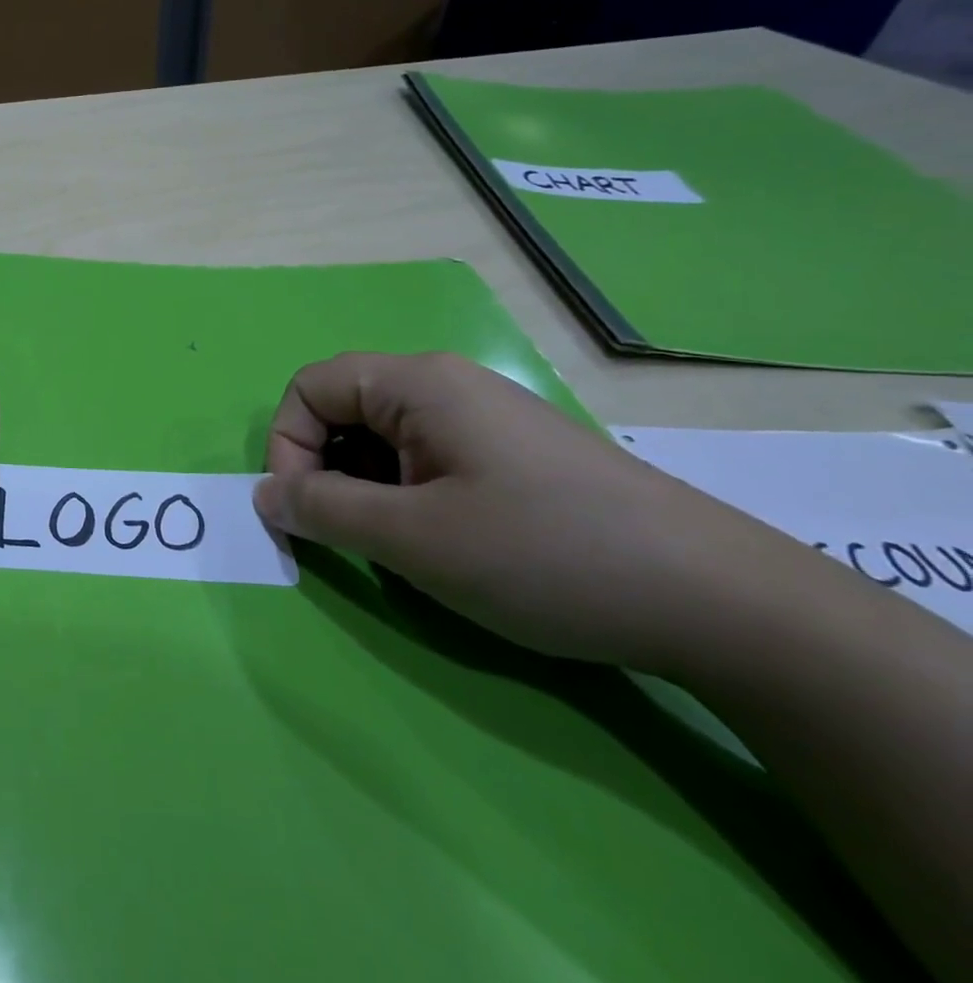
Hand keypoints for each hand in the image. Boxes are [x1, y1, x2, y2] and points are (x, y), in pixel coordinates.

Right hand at [252, 351, 806, 670]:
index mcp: (418, 382)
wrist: (719, 600)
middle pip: (344, 407)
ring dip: (366, 488)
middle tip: (351, 535)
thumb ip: (322, 510)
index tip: (306, 513)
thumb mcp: (412, 538)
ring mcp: (485, 417)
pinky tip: (445, 542)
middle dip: (326, 470)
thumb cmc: (543, 553)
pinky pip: (426, 457)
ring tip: (400, 545)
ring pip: (383, 438)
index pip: (310, 388)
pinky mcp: (512, 453)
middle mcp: (447, 384)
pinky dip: (407, 495)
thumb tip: (264, 495)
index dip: (288, 447)